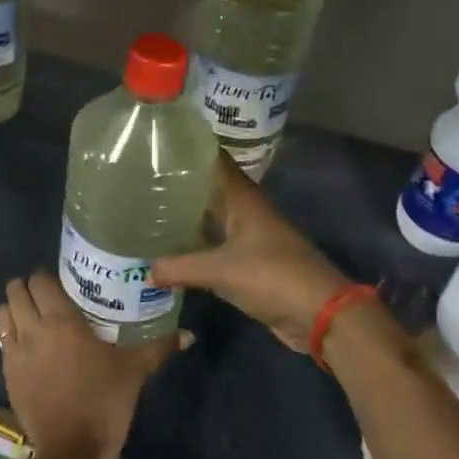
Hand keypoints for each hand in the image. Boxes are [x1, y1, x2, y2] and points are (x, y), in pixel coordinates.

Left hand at [0, 272, 179, 458]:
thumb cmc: (105, 403)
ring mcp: (15, 353)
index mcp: (62, 320)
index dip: (47, 277)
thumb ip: (159, 347)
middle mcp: (33, 329)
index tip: (62, 284)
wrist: (72, 451)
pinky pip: (2, 343)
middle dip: (27, 288)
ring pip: (2, 314)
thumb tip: (188, 334)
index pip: (40, 279)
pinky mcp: (7, 375)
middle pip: (15, 290)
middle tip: (46, 298)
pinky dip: (11, 338)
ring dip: (13, 310)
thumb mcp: (135, 371)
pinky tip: (29, 350)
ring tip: (32, 319)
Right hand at [151, 153, 348, 351]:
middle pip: (209, 188)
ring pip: (211, 217)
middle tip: (138, 179)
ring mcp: (249, 236)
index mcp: (243, 198)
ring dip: (185, 214)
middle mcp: (245, 211)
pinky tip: (169, 248)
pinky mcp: (249, 262)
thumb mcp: (221, 270)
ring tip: (146, 210)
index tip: (155, 143)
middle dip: (178, 183)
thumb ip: (179, 267)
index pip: (213, 160)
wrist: (320, 315)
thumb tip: (144, 270)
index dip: (188, 148)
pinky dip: (194, 244)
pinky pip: (214, 245)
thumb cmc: (273, 277)